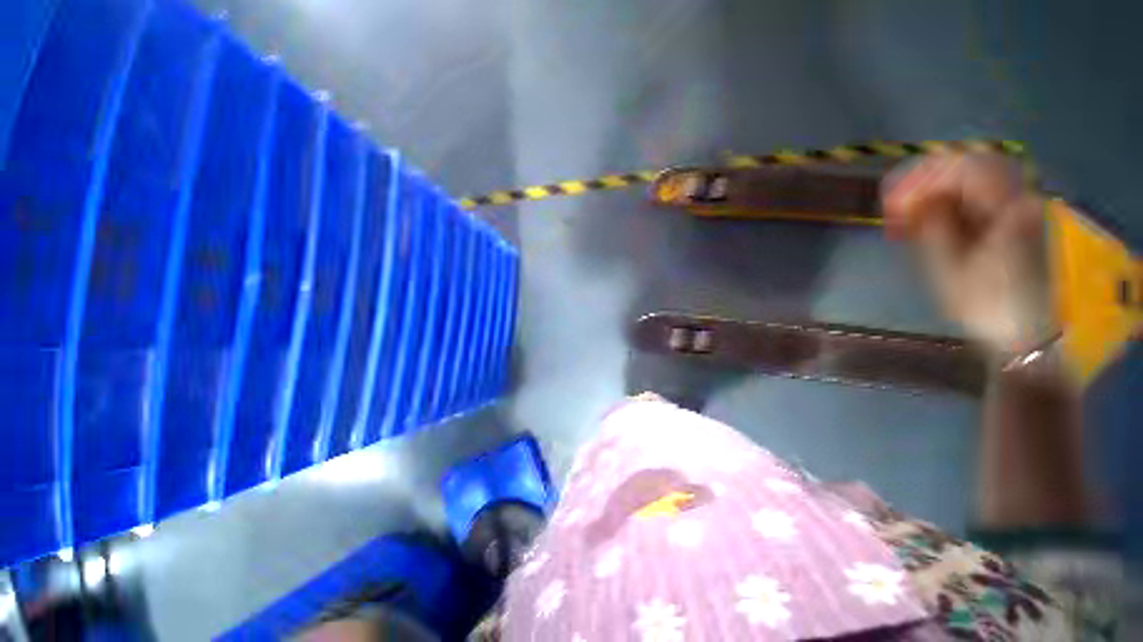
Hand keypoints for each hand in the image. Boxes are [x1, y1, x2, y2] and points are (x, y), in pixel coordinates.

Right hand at [882, 153, 1056, 355]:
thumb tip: (915, 199)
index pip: (962, 171)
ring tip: (910, 206)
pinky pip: (982, 190)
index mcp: (1008, 209)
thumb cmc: (983, 303)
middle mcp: (1020, 196)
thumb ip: (932, 226)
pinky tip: (934, 212)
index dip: (921, 180)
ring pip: (976, 173)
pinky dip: (953, 195)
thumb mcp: (947, 267)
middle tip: (897, 200)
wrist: (1024, 328)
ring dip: (938, 185)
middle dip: (927, 178)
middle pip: (970, 164)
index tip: (891, 200)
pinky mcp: (1016, 214)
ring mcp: (1022, 203)